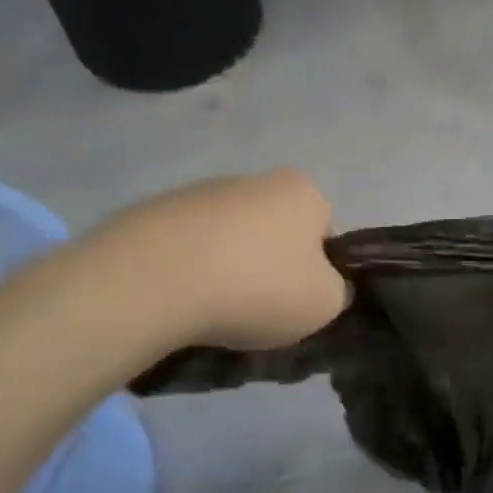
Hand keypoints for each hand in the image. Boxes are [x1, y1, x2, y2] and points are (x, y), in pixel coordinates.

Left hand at [98, 169, 350, 351]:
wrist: (154, 280)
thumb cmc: (257, 286)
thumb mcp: (325, 303)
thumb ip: (337, 291)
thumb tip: (324, 287)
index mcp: (303, 192)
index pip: (325, 234)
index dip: (317, 272)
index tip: (298, 302)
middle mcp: (256, 180)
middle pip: (276, 234)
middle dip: (270, 269)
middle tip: (259, 312)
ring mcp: (201, 192)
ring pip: (229, 241)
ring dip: (228, 271)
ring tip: (213, 313)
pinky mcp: (155, 212)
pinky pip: (187, 250)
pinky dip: (188, 273)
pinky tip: (180, 302)